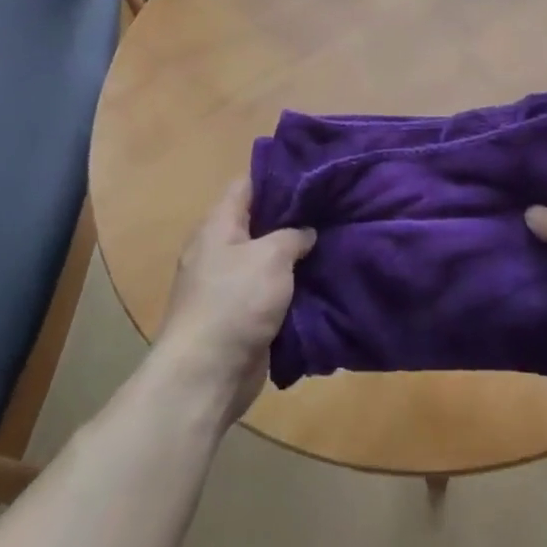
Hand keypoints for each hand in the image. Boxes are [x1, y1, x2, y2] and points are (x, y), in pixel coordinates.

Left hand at [156, 177, 315, 422]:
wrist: (208, 374)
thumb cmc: (235, 302)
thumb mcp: (270, 256)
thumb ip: (293, 235)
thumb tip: (307, 231)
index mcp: (218, 226)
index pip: (246, 185)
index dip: (278, 174)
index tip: (314, 172)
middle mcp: (221, 250)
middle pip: (260, 221)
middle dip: (296, 216)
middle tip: (336, 206)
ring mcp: (230, 284)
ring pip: (270, 258)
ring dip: (299, 254)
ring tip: (339, 239)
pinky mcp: (243, 314)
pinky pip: (273, 290)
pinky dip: (295, 285)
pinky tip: (326, 278)